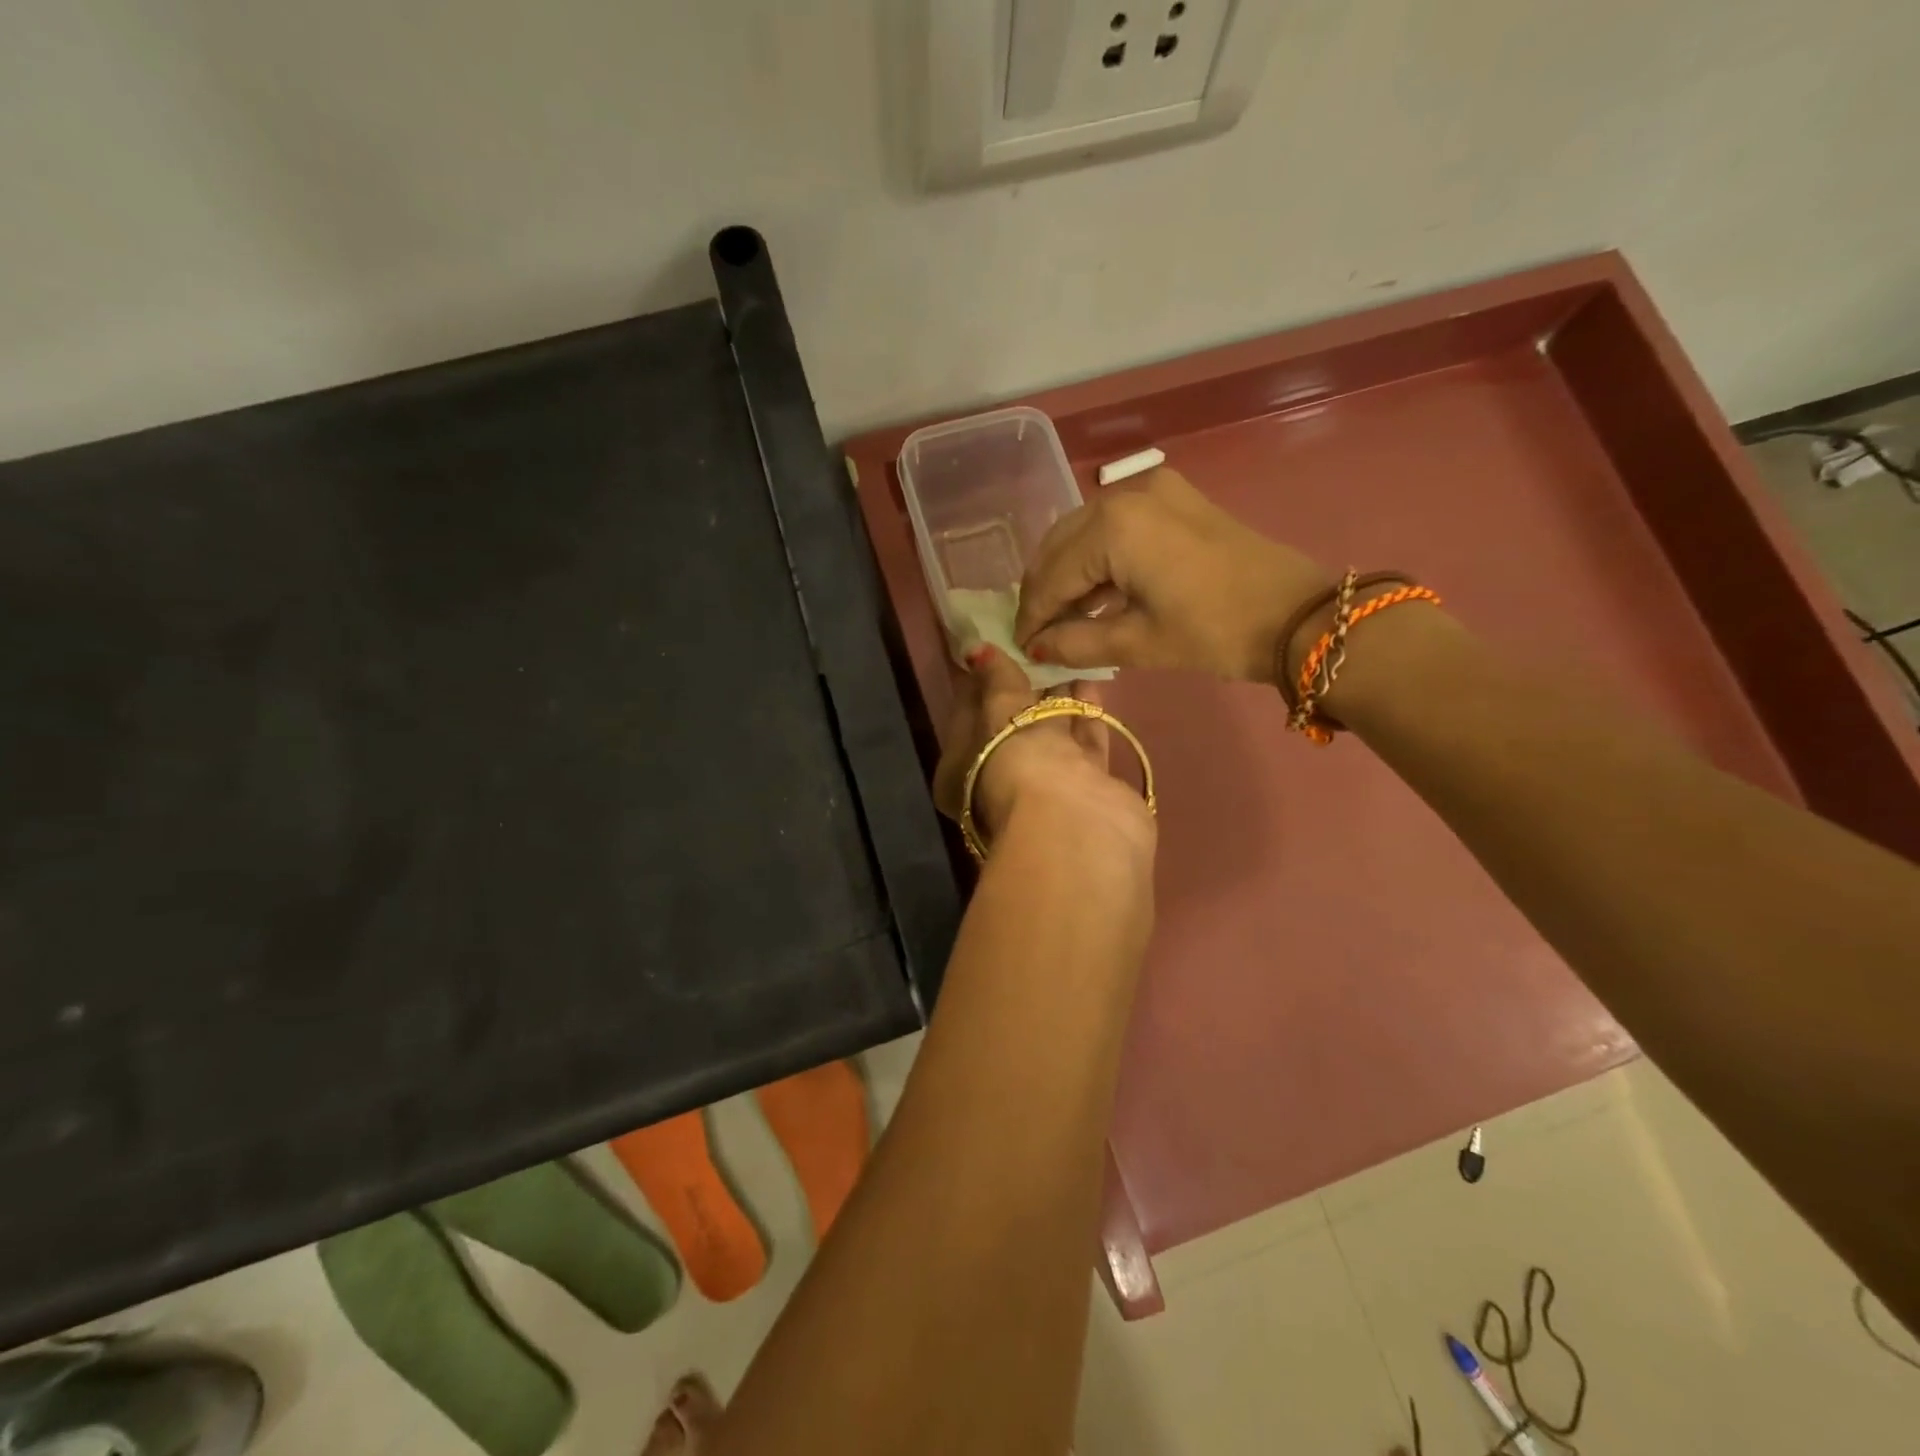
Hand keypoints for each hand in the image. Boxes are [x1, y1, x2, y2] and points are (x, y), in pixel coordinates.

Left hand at [932, 647, 1155, 854]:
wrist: (1076, 827)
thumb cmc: (1017, 767)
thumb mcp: (999, 716)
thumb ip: (995, 679)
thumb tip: (976, 649)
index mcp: (960, 774)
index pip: (965, 718)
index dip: (979, 682)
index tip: (992, 646)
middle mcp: (999, 782)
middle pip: (1010, 725)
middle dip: (1022, 686)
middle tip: (1032, 643)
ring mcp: (1045, 786)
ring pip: (1050, 732)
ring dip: (1057, 695)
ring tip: (1064, 651)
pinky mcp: (1086, 786)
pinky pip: (1083, 740)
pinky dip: (1085, 710)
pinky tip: (1090, 675)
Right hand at [1013, 467, 1330, 684]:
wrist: (1298, 616)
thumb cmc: (1215, 632)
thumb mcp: (1138, 643)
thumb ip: (1075, 643)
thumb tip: (1034, 648)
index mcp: (1113, 527)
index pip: (1051, 575)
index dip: (1032, 615)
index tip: (1019, 646)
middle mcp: (1125, 494)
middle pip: (1060, 545)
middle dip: (1043, 590)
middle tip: (1037, 632)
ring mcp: (1152, 488)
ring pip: (1083, 532)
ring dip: (1067, 573)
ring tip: (1062, 618)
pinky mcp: (1173, 496)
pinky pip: (1114, 525)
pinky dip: (1096, 557)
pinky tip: (1094, 593)